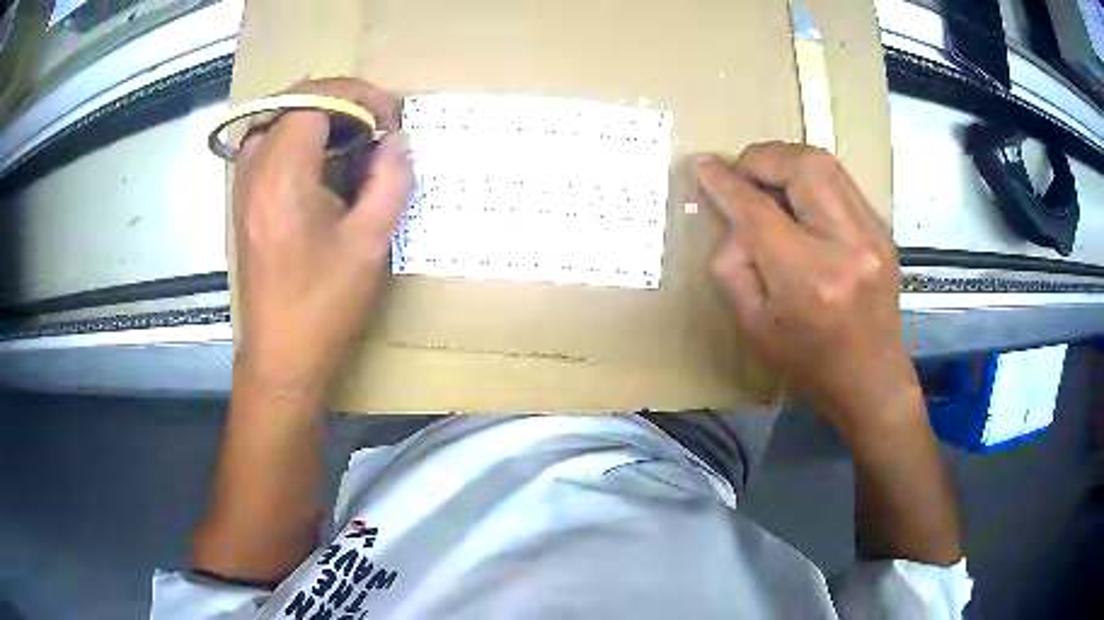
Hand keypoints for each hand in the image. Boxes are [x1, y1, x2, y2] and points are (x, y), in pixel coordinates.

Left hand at [232, 78, 411, 396]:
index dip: (358, 96)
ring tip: (351, 131)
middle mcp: (254, 171)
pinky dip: (296, 133)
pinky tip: (321, 156)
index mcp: (282, 177)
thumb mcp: (369, 243)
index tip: (389, 118)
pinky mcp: (243, 199)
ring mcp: (243, 185)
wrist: (280, 354)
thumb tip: (398, 141)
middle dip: (338, 97)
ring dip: (316, 111)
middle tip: (374, 120)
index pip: (315, 100)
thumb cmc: (323, 305)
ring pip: (275, 117)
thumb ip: (390, 181)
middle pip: (291, 101)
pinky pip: (265, 142)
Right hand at [696, 143, 920, 437]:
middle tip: (741, 174)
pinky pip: (840, 181)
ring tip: (768, 182)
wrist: (871, 379)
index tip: (702, 164)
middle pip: (801, 167)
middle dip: (761, 158)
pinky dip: (810, 179)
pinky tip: (799, 202)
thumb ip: (732, 265)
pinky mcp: (883, 229)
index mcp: (809, 279)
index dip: (725, 182)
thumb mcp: (753, 325)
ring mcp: (873, 234)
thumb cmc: (808, 362)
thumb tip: (730, 218)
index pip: (758, 211)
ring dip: (786, 161)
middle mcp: (848, 246)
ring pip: (825, 163)